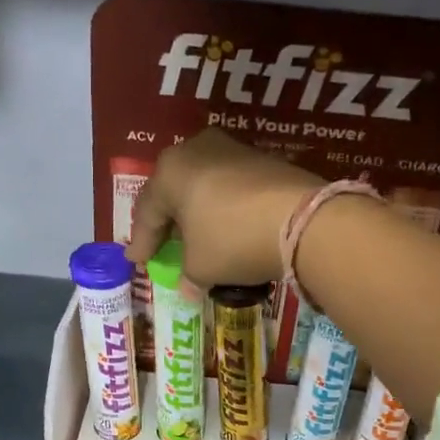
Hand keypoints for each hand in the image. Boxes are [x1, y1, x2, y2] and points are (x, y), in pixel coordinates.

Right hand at [125, 128, 322, 289]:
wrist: (302, 220)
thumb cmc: (233, 240)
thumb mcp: (202, 267)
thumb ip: (188, 276)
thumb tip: (188, 288)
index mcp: (169, 171)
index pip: (146, 213)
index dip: (141, 243)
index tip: (137, 262)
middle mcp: (195, 150)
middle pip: (173, 192)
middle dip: (167, 222)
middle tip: (162, 246)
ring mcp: (232, 150)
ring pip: (202, 187)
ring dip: (196, 214)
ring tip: (196, 238)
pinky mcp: (263, 159)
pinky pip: (229, 188)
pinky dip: (222, 209)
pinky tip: (226, 228)